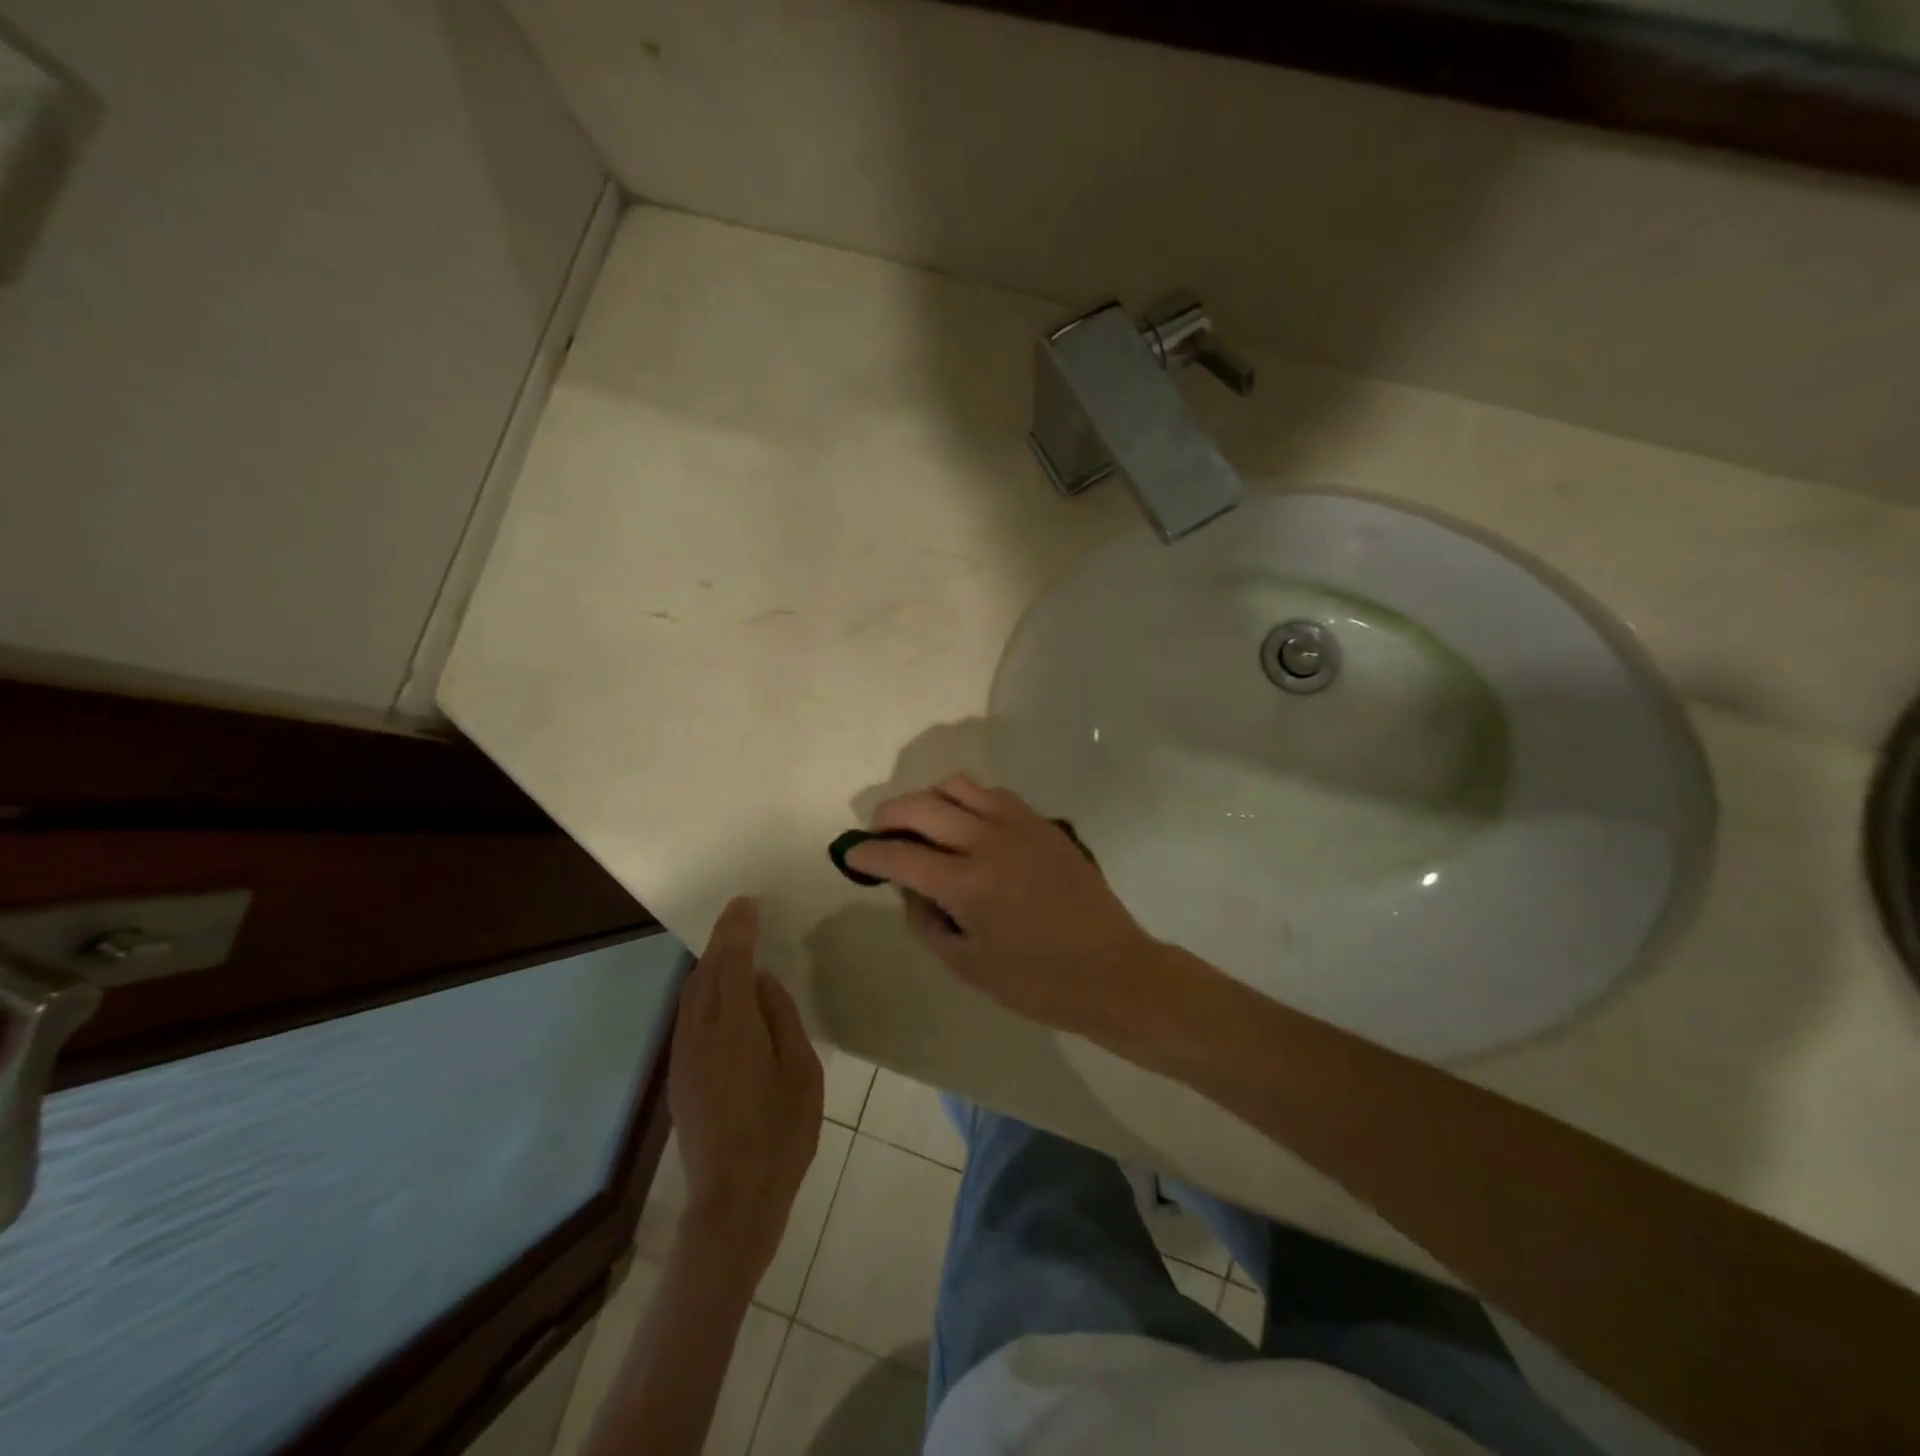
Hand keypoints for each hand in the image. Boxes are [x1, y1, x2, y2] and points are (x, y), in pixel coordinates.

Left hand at [668, 897, 823, 1275]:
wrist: (733, 1202)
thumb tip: (761, 982)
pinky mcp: (680, 1076)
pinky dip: (705, 991)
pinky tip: (724, 996)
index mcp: (734, 1029)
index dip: (737, 929)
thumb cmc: (781, 1135)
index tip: (746, 902)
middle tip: (743, 918)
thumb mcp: (802, 1071)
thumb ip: (780, 1018)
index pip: (731, 962)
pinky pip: (689, 1016)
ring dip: (711, 965)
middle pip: (704, 973)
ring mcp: (683, 1057)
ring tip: (734, 949)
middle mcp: (699, 1035)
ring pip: (691, 994)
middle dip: (721, 941)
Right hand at [844, 775, 1161, 1034]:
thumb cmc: (1036, 982)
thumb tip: (908, 886)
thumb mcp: (967, 965)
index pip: (899, 856)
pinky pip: (993, 794)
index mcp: (966, 885)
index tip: (851, 855)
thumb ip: (926, 920)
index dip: (867, 854)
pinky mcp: (1042, 822)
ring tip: (922, 824)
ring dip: (928, 799)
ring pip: (957, 786)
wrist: (1111, 970)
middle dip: (888, 816)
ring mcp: (1018, 826)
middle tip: (878, 834)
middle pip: (921, 806)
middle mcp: (988, 842)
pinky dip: (967, 800)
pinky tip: (967, 825)